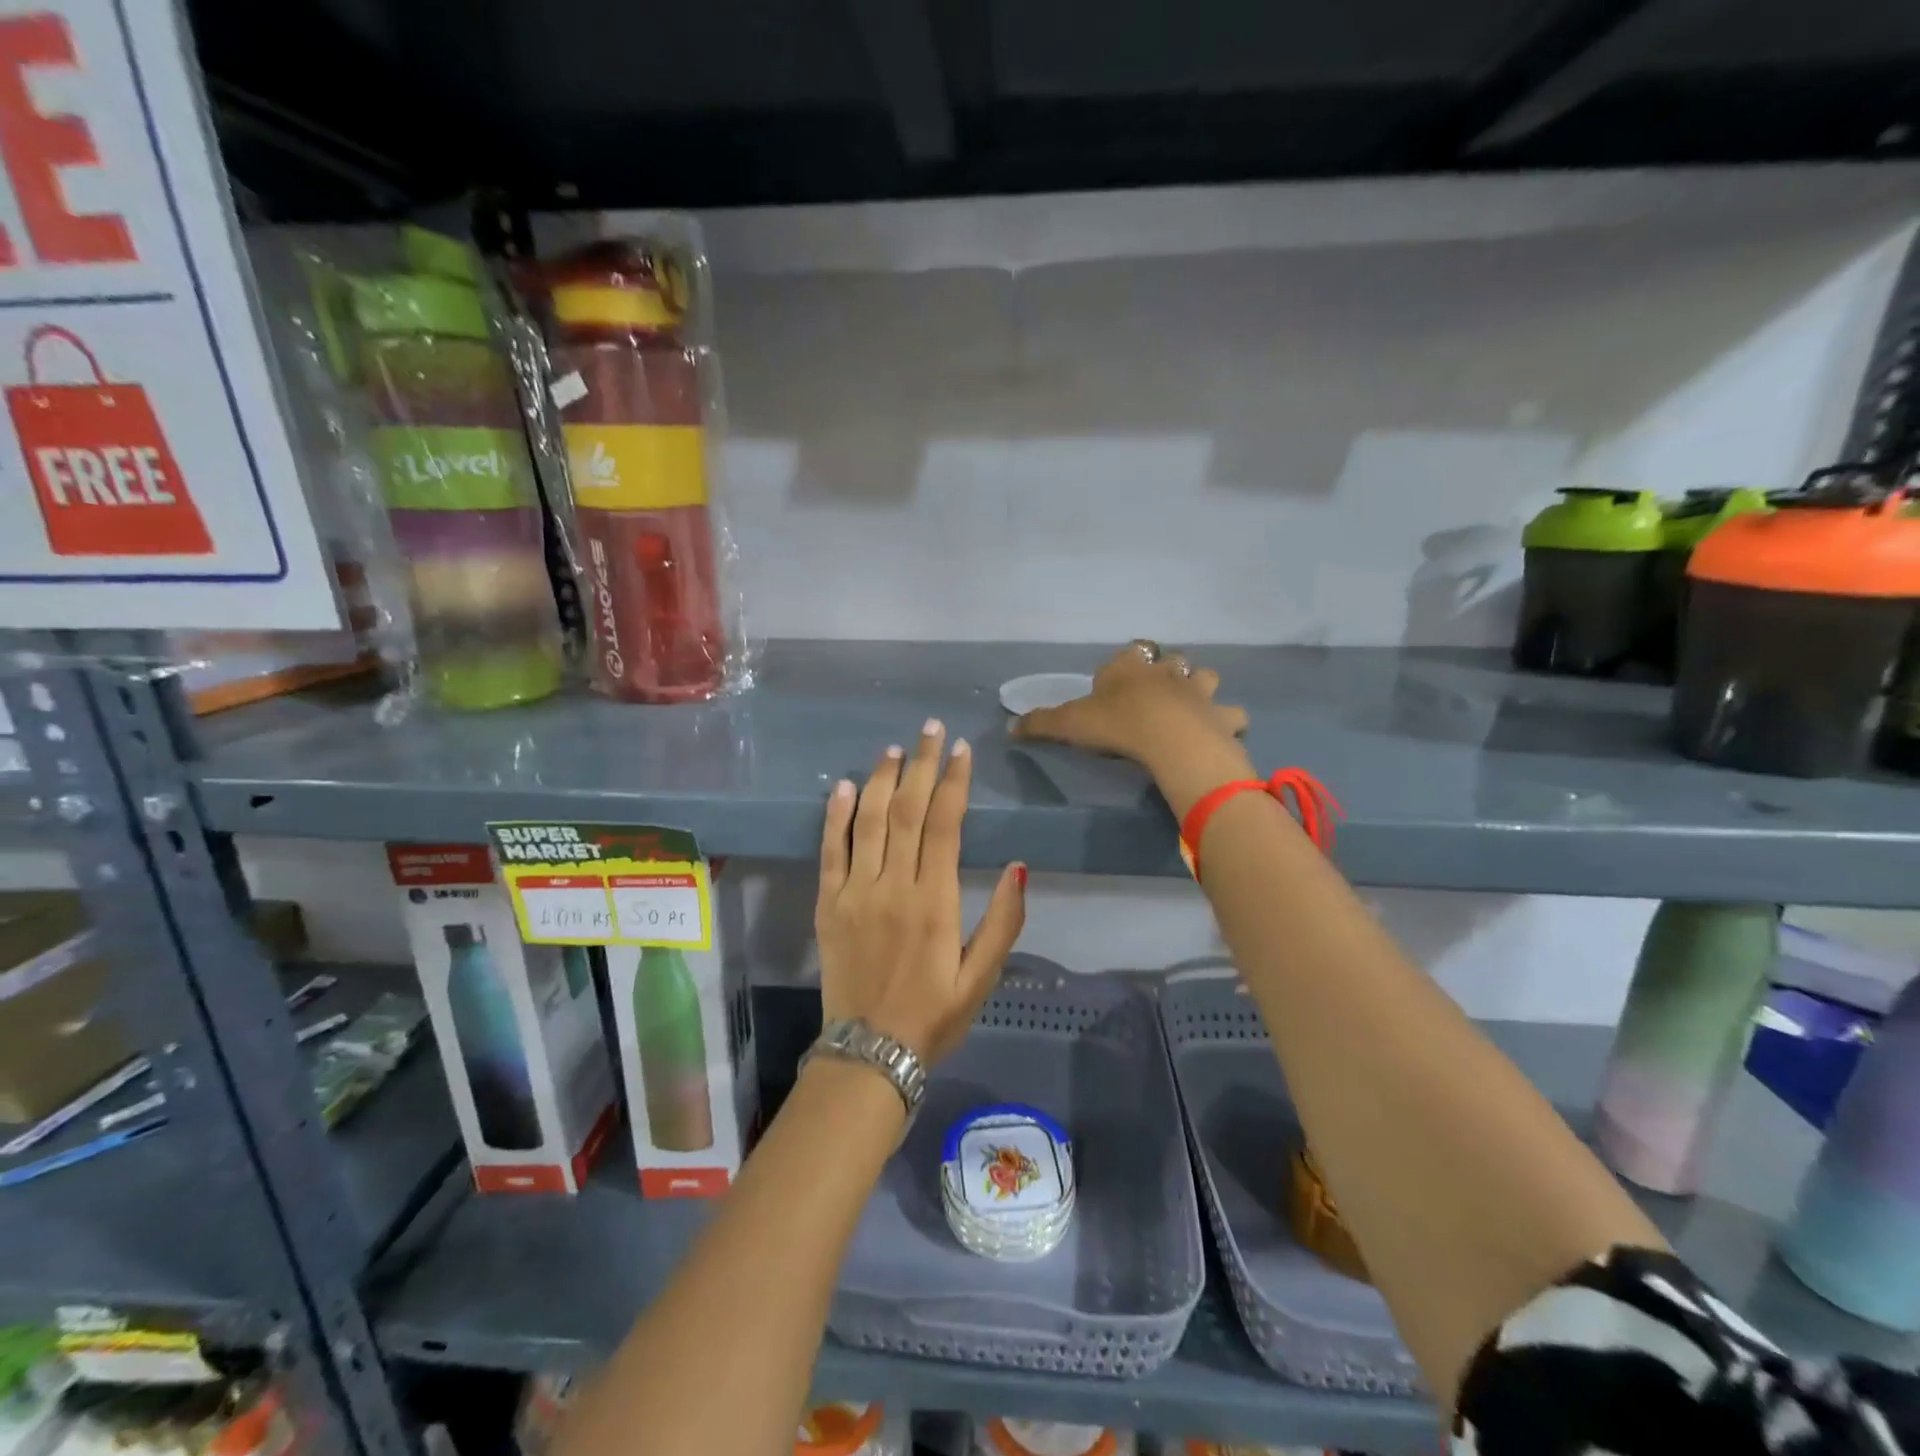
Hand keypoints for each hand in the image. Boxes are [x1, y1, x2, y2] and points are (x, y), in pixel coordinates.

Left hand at [815, 720, 1026, 1063]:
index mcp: (934, 901)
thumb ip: (1002, 920)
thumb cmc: (933, 1016)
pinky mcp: (828, 904)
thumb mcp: (982, 977)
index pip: (944, 824)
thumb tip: (1018, 865)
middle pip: (907, 811)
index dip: (953, 782)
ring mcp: (854, 892)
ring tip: (894, 748)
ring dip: (881, 779)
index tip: (961, 750)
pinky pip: (830, 851)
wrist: (869, 1055)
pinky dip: (836, 816)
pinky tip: (844, 786)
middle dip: (921, 765)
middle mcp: (892, 886)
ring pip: (868, 821)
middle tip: (930, 729)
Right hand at [1012, 641, 1248, 772]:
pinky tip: (1220, 732)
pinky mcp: (1220, 715)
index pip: (1129, 653)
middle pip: (1170, 660)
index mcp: (1130, 667)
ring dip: (1200, 688)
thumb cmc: (1116, 724)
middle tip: (1157, 693)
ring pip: (1206, 677)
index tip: (1118, 681)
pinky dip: (1227, 721)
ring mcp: (1198, 690)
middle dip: (1166, 671)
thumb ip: (1040, 724)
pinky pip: (1232, 714)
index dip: (1125, 663)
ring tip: (1192, 708)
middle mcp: (1166, 671)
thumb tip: (1008, 727)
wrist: (1169, 738)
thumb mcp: (1069, 724)